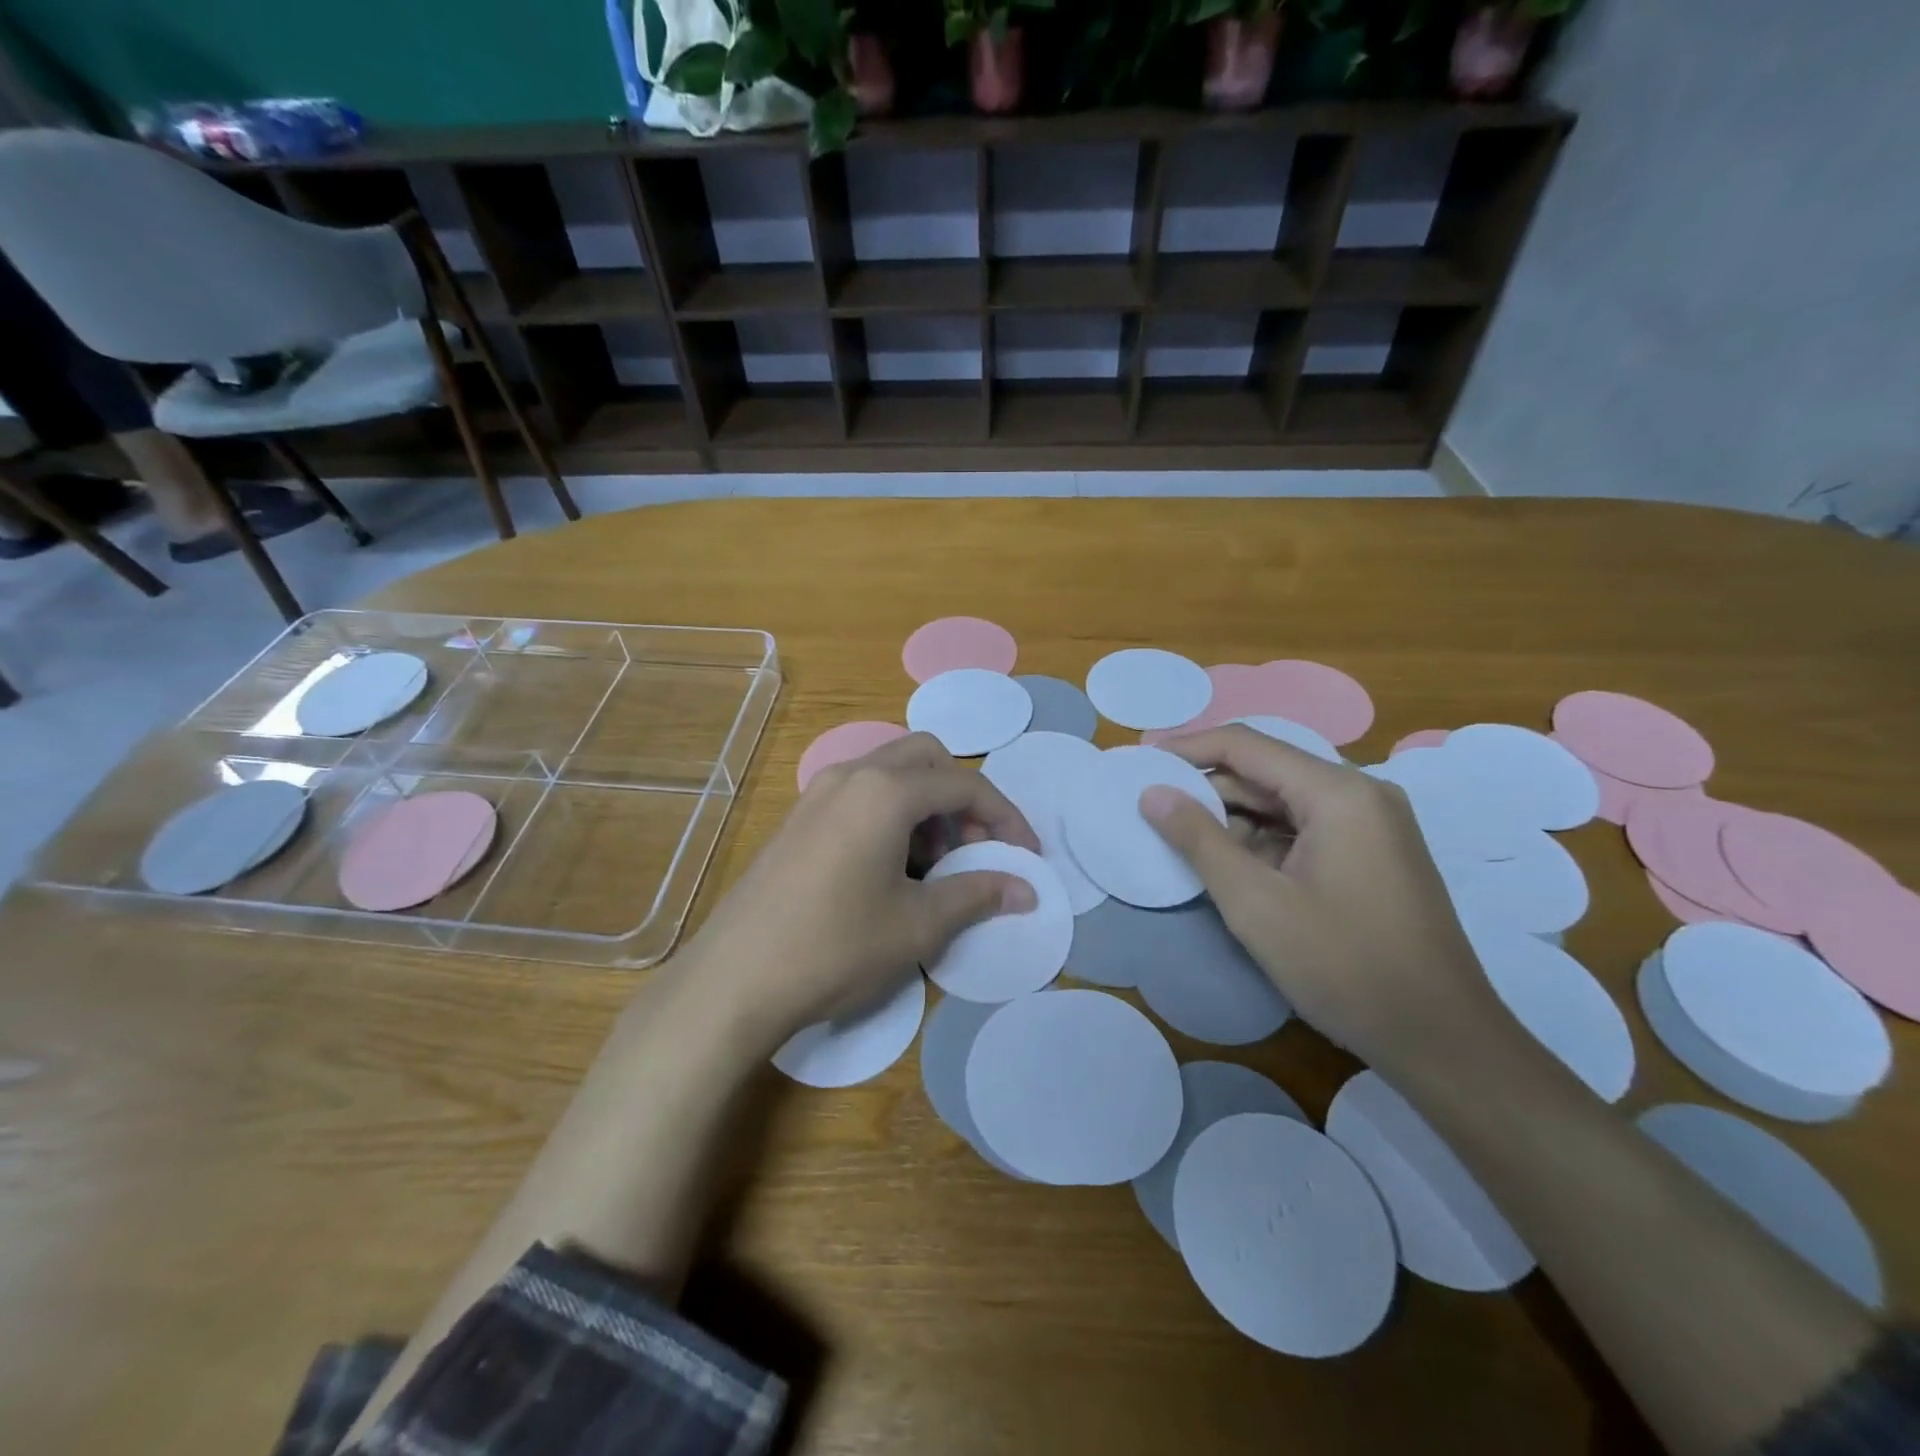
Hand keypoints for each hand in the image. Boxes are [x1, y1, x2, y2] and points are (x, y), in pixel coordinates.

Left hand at [684, 732, 1040, 1046]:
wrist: (734, 980)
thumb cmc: (835, 947)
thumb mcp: (918, 925)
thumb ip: (978, 894)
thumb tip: (1026, 888)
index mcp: (885, 791)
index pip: (965, 785)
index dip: (1005, 818)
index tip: (1026, 856)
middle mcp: (852, 775)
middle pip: (927, 759)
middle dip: (963, 799)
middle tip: (974, 850)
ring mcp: (819, 792)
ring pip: (892, 773)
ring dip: (927, 806)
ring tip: (934, 868)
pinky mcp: (800, 817)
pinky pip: (862, 794)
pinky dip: (893, 815)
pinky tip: (891, 870)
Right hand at [1139, 726, 1512, 1082]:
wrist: (1441, 1039)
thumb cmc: (1342, 965)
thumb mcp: (1254, 903)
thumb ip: (1198, 839)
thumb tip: (1152, 793)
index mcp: (1338, 792)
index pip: (1246, 746)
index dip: (1187, 749)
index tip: (1140, 760)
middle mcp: (1360, 794)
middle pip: (1266, 771)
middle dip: (1208, 788)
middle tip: (1152, 808)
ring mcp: (1372, 825)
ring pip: (1284, 802)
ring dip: (1233, 818)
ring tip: (1181, 840)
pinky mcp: (1374, 854)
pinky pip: (1305, 829)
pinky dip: (1263, 841)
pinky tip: (1231, 866)